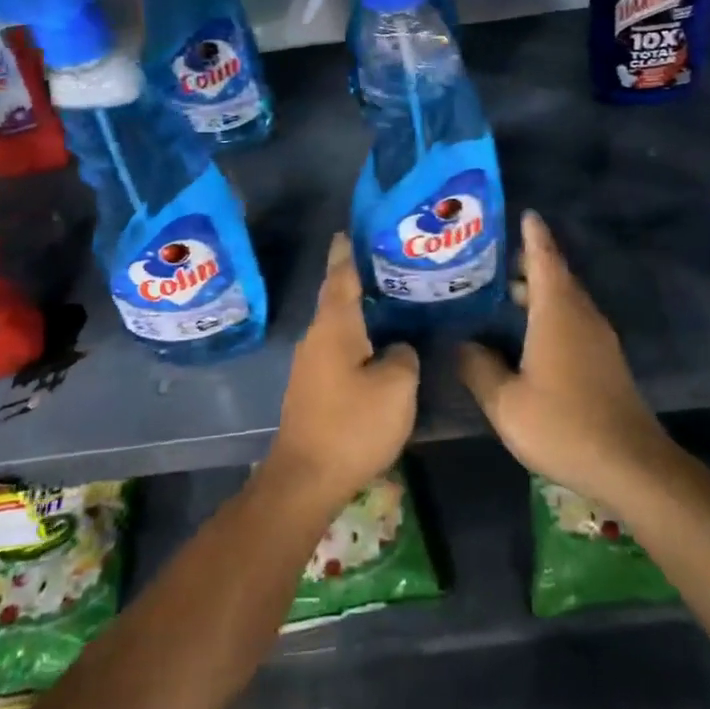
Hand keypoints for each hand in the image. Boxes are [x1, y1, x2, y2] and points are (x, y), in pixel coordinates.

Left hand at [267, 233, 419, 514]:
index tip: (350, 230)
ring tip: (390, 300)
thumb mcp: (396, 387)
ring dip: (359, 311)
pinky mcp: (312, 389)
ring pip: (338, 326)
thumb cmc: (352, 425)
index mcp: (334, 327)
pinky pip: (338, 349)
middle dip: (358, 279)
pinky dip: (357, 338)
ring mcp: (310, 365)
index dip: (347, 252)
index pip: (341, 277)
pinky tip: (378, 345)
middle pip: (337, 299)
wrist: (306, 479)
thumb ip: (403, 356)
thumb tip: (397, 349)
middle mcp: (317, 338)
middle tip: (389, 264)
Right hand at [459, 210, 669, 507]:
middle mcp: (581, 315)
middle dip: (528, 261)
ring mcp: (598, 338)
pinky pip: (573, 318)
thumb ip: (479, 368)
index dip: (533, 234)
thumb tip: (461, 343)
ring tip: (503, 292)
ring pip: (565, 298)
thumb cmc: (564, 425)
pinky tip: (528, 333)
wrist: (631, 465)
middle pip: (555, 274)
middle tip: (491, 259)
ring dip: (538, 289)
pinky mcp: (605, 360)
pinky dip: (549, 311)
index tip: (524, 213)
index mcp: (557, 311)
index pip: (544, 258)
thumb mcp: (506, 402)